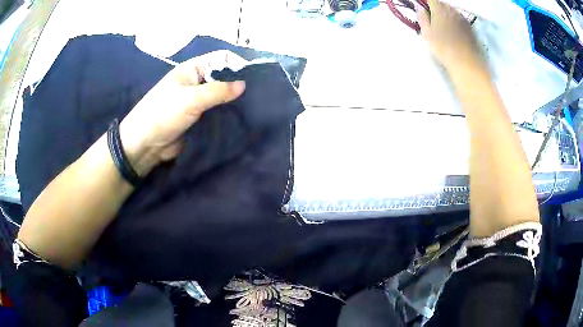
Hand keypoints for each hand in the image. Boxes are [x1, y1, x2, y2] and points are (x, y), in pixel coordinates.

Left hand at [119, 51, 246, 175]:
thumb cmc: (163, 114)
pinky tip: (240, 119)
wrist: (145, 144)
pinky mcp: (198, 118)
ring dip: (233, 102)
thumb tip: (244, 85)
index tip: (253, 78)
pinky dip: (226, 115)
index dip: (237, 64)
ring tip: (252, 109)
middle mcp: (196, 82)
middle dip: (237, 84)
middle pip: (223, 77)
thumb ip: (218, 91)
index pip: (221, 58)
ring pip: (221, 96)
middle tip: (257, 96)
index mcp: (192, 70)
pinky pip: (216, 112)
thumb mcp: (191, 99)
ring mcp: (197, 101)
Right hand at [417, 0, 485, 74]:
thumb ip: (422, 18)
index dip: (426, 3)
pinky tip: (454, 32)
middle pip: (442, 4)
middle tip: (432, 18)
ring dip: (447, 15)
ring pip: (451, 11)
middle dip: (437, 8)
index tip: (424, 9)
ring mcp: (462, 18)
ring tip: (444, 26)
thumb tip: (420, 8)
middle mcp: (451, 10)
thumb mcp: (427, 34)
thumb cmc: (444, 48)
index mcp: (439, 8)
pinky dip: (455, 22)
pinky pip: (459, 19)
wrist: (467, 63)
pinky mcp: (470, 27)